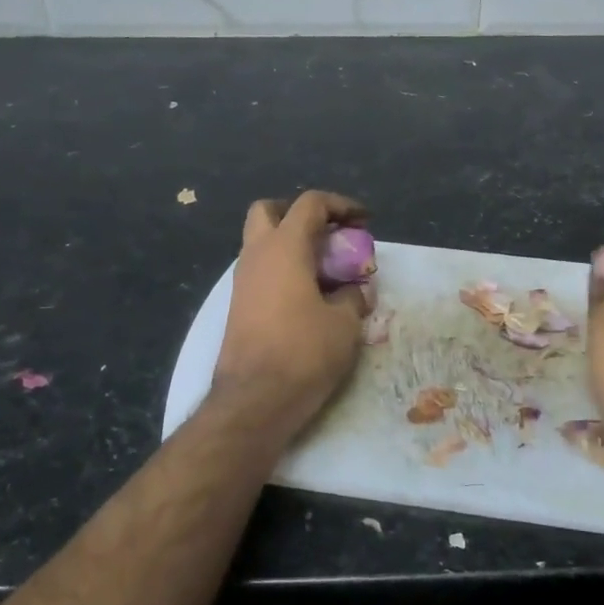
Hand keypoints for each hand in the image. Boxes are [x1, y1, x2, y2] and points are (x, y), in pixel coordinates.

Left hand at [210, 191, 371, 442]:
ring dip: (292, 245)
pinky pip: (261, 271)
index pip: (310, 204)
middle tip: (329, 235)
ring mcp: (242, 280)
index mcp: (284, 248)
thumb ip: (353, 296)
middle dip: (301, 214)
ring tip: (326, 270)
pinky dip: (283, 270)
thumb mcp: (344, 324)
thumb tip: (354, 290)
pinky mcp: (238, 305)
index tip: (364, 221)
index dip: (341, 205)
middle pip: (270, 211)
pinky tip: (308, 296)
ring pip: (262, 242)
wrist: (254, 400)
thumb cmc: (303, 353)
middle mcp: (256, 255)